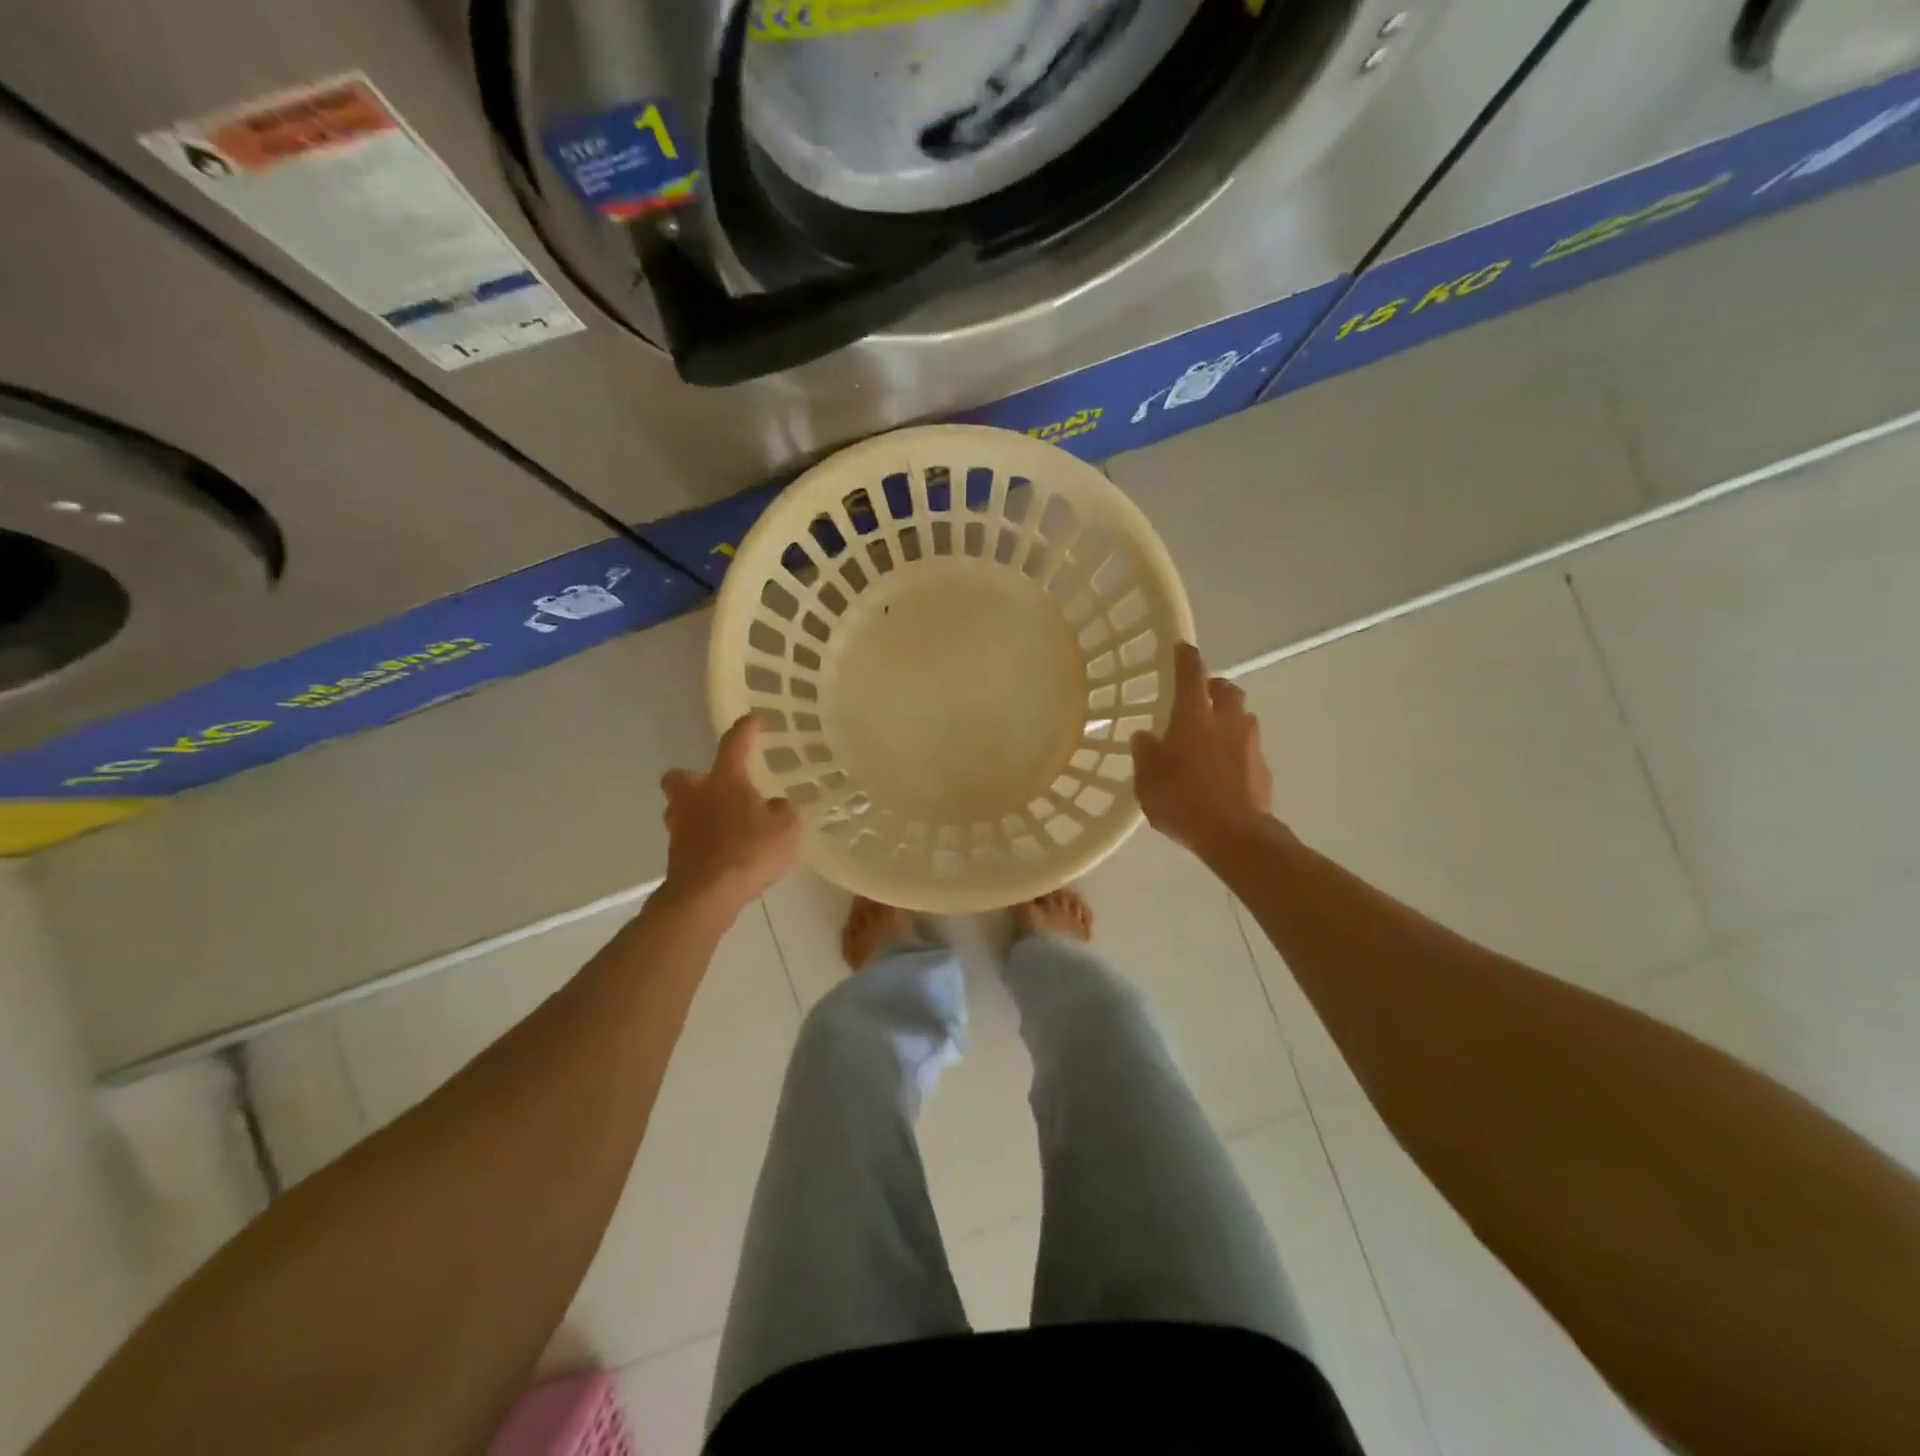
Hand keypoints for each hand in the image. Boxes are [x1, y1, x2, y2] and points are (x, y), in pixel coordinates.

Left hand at [659, 715, 800, 914]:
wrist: (706, 894)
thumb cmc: (749, 851)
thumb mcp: (786, 828)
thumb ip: (783, 811)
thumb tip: (773, 806)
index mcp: (725, 780)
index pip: (734, 743)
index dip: (746, 729)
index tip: (754, 720)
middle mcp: (695, 796)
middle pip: (681, 776)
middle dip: (694, 779)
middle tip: (717, 789)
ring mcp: (680, 825)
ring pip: (681, 808)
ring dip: (697, 811)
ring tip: (722, 824)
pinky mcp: (675, 854)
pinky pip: (688, 838)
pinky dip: (701, 840)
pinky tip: (722, 851)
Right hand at [1131, 642, 1274, 854]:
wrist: (1235, 834)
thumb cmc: (1183, 801)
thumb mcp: (1148, 780)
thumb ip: (1146, 753)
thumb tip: (1144, 736)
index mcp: (1194, 717)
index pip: (1191, 675)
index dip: (1185, 658)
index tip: (1181, 647)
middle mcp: (1225, 721)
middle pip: (1226, 689)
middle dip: (1213, 685)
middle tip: (1199, 694)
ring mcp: (1249, 743)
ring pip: (1241, 716)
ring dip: (1228, 716)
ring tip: (1211, 732)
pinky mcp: (1263, 767)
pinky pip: (1248, 746)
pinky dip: (1236, 747)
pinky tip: (1223, 766)